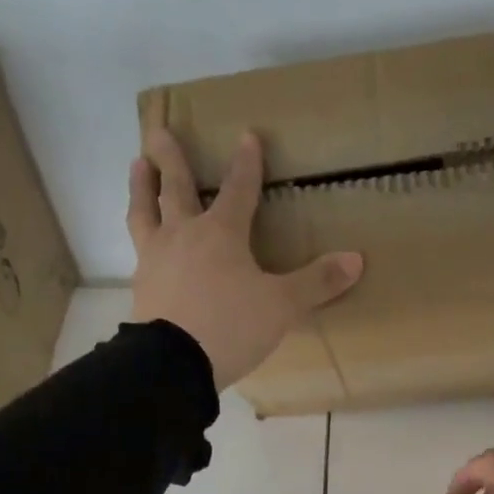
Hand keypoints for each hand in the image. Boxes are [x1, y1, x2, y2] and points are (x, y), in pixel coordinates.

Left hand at [128, 128, 362, 388]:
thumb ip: (317, 282)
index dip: (246, 164)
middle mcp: (184, 236)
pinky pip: (137, 250)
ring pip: (145, 212)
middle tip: (160, 131)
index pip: (238, 190)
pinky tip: (140, 240)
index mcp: (222, 233)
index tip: (247, 136)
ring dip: (141, 187)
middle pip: (176, 189)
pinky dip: (138, 236)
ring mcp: (156, 259)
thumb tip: (356, 259)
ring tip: (137, 165)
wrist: (174, 362)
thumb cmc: (232, 325)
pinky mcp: (141, 286)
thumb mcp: (282, 305)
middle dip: (172, 160)